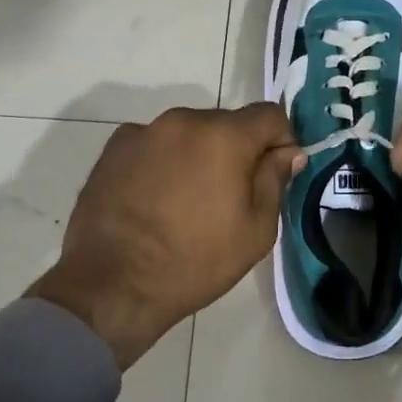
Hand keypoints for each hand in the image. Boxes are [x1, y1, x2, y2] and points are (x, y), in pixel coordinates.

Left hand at [31, 103, 304, 368]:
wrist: (111, 286)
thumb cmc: (194, 262)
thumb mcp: (255, 231)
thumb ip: (275, 181)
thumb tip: (289, 153)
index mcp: (224, 136)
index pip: (270, 115)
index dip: (281, 141)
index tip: (275, 173)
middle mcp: (183, 121)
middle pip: (227, 123)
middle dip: (237, 150)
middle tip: (229, 195)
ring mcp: (143, 131)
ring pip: (189, 133)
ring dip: (198, 154)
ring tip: (187, 200)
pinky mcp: (113, 149)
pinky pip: (154, 145)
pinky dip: (163, 162)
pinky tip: (155, 199)